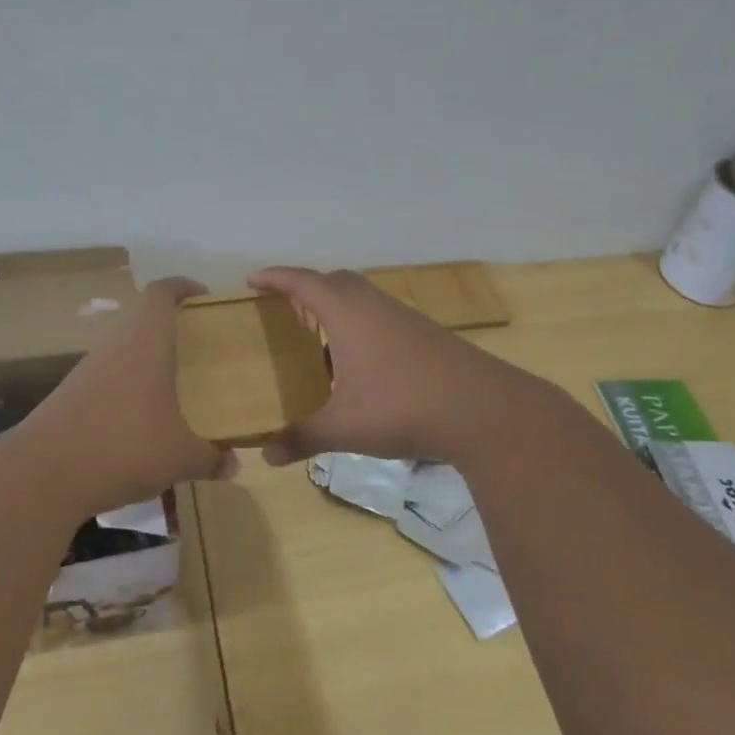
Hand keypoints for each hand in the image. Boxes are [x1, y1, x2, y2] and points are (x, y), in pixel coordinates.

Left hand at [21, 277, 235, 513]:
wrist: (42, 474)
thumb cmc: (123, 447)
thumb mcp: (180, 457)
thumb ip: (211, 457)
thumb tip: (234, 464)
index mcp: (145, 341)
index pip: (162, 292)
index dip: (184, 287)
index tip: (206, 298)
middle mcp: (115, 345)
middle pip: (144, 319)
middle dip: (173, 328)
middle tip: (202, 349)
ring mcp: (88, 370)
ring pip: (125, 350)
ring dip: (150, 360)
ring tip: (179, 386)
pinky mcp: (71, 395)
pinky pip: (109, 378)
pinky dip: (130, 388)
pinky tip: (145, 420)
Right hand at [246, 266, 532, 465]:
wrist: (483, 411)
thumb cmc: (402, 407)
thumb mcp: (344, 427)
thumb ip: (302, 438)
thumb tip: (265, 456)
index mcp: (348, 313)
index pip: (303, 281)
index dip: (274, 278)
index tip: (251, 281)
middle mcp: (375, 306)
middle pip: (335, 281)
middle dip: (306, 288)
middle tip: (284, 308)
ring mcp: (405, 319)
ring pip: (362, 299)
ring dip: (337, 309)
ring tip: (317, 340)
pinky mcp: (426, 336)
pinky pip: (381, 318)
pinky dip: (360, 328)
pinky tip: (358, 365)